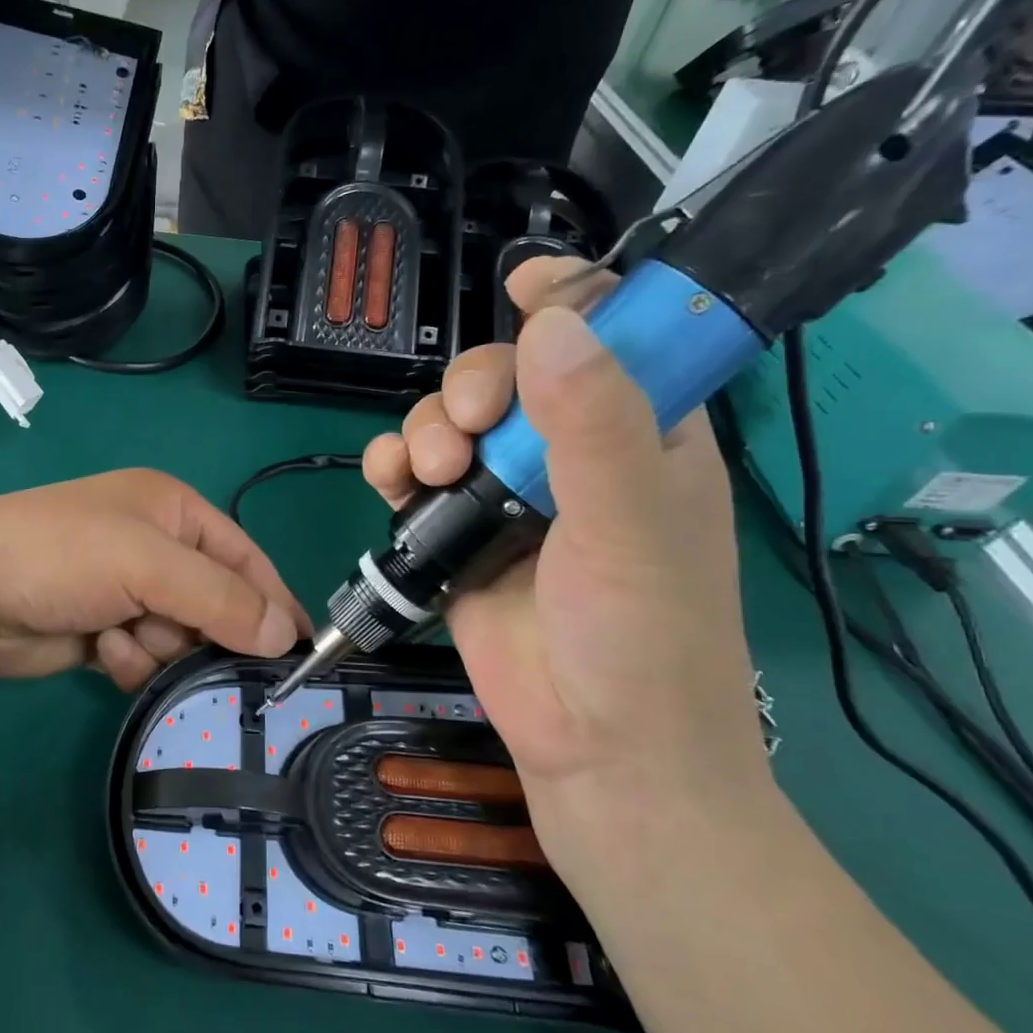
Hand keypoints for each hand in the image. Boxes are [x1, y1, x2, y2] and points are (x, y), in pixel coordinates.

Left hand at [0, 470, 308, 690]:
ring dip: (158, 647)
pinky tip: (100, 650)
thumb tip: (285, 635)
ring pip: (180, 636)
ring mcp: (126, 589)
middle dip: (200, 631)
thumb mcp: (147, 565)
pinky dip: (129, 659)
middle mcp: (155, 546)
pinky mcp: (103, 628)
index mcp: (172, 510)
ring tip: (124, 640)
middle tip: (187, 648)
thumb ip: (220, 598)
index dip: (272, 601)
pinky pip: (145, 655)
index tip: (299, 652)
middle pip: (215, 603)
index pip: (245, 557)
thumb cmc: (60, 556)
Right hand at [362, 260, 774, 875]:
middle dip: (470, 388)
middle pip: (506, 375)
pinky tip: (390, 482)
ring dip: (423, 430)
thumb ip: (591, 423)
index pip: (610, 337)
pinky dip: (392, 466)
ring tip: (426, 474)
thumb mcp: (630, 523)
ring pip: (448, 422)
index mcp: (639, 434)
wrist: (593, 747)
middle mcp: (568, 454)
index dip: (570, 300)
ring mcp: (506, 495)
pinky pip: (412, 475)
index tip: (522, 285)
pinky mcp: (456, 534)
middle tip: (464, 431)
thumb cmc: (641, 635)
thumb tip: (549, 321)